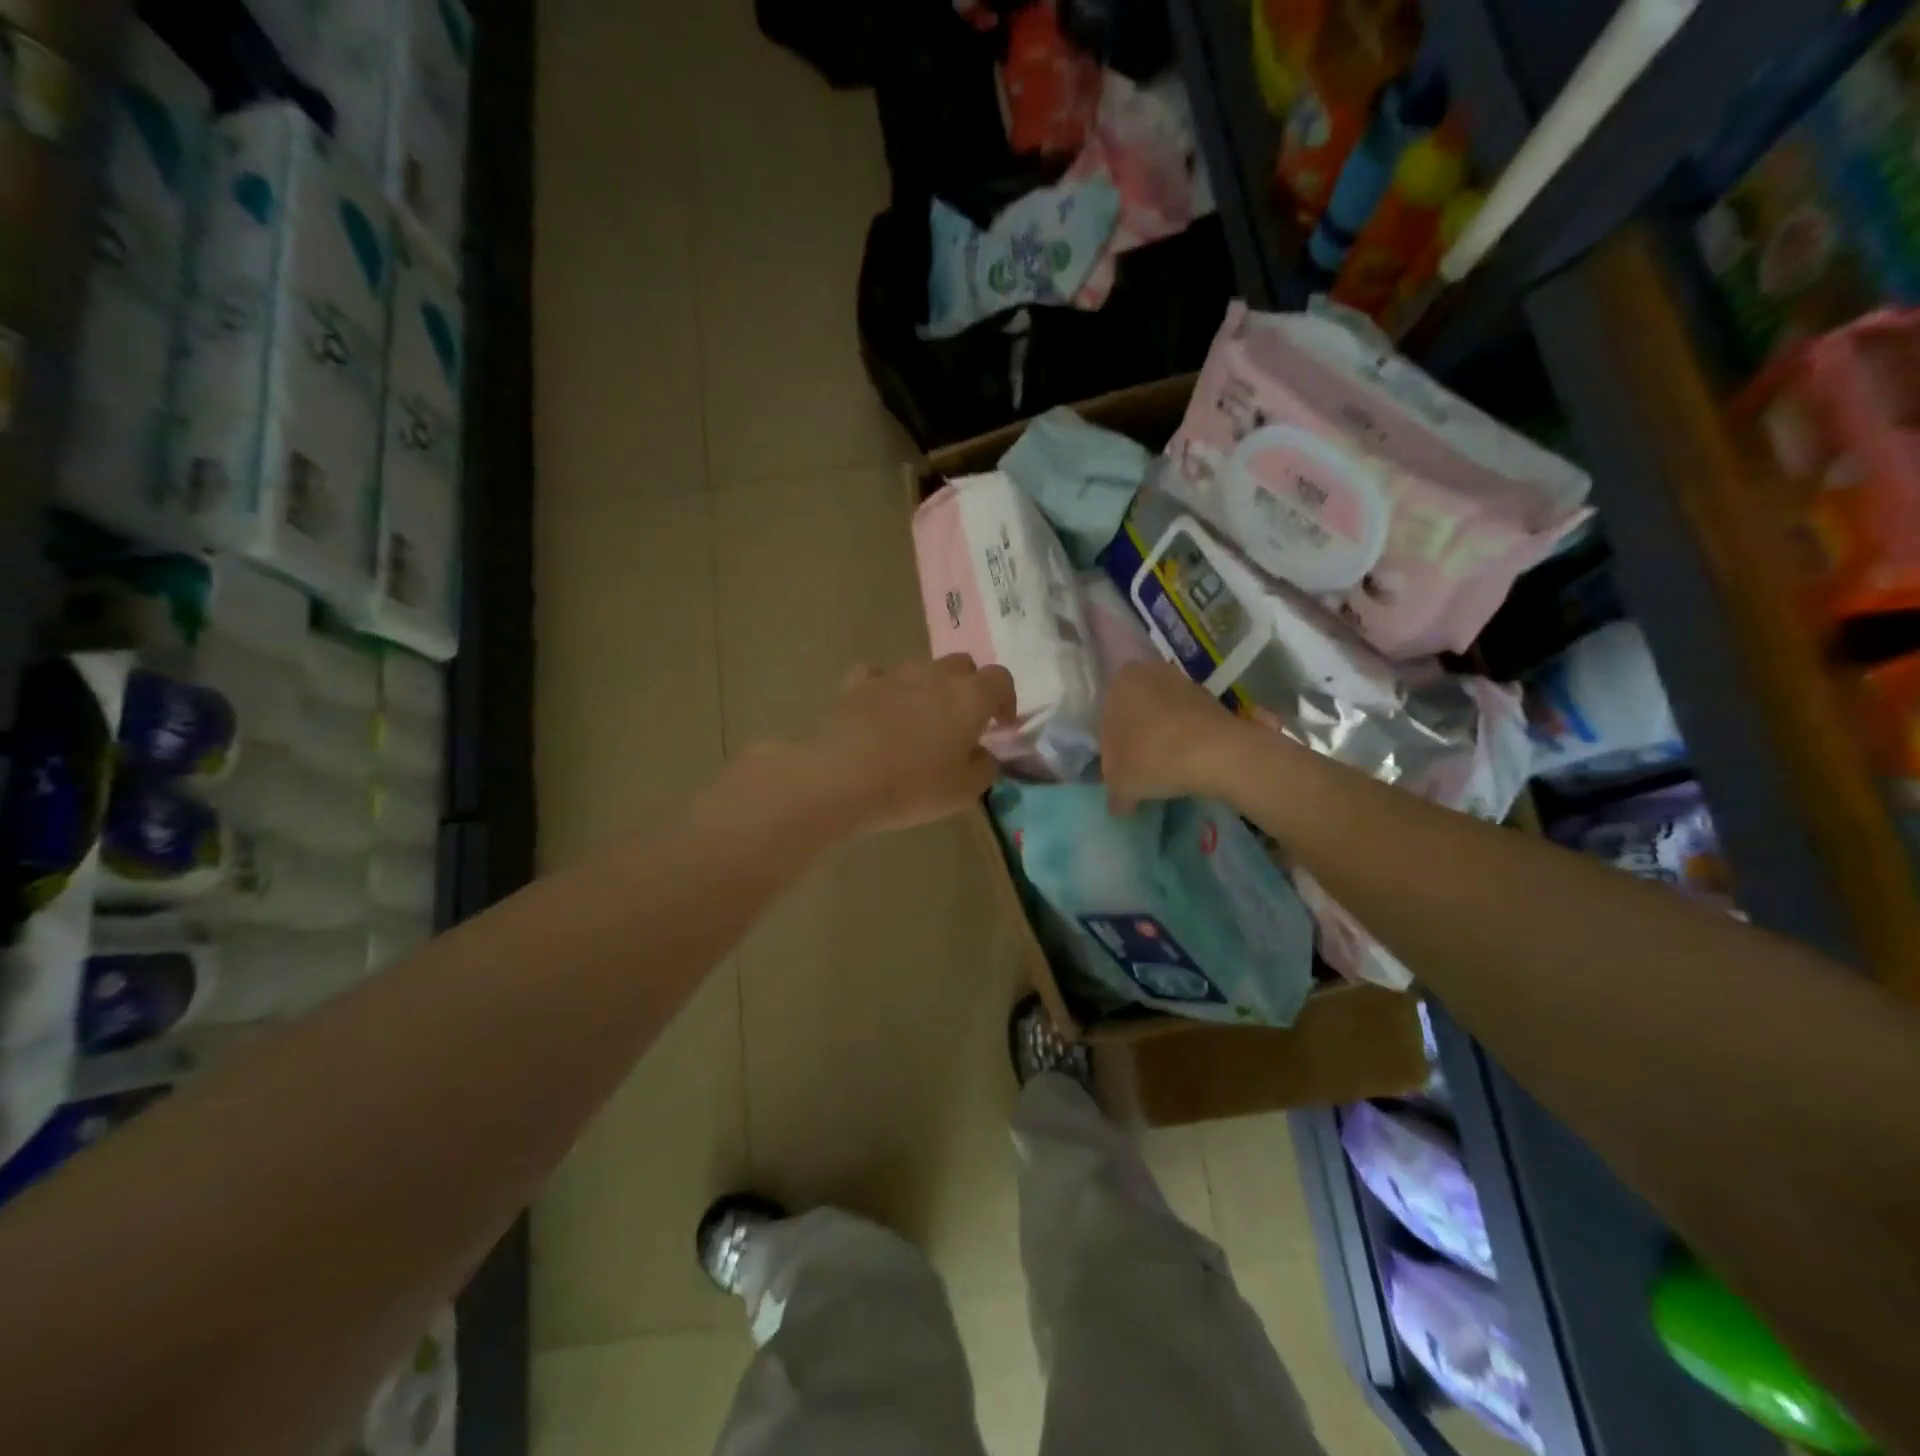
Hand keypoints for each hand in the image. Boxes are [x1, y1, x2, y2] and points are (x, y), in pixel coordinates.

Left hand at [802, 655, 1016, 835]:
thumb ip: (985, 766)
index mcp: (970, 696)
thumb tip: (982, 753)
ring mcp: (894, 675)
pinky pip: (877, 675)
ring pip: (920, 669)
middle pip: (962, 665)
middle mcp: (935, 675)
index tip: (1000, 724)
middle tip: (961, 721)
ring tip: (918, 720)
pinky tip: (879, 709)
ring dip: (927, 688)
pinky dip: (884, 688)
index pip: (1000, 678)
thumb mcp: (966, 790)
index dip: (1005, 699)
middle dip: (967, 687)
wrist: (843, 778)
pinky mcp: (858, 684)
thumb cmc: (915, 786)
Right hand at [1100, 660, 1242, 812]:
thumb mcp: (1119, 783)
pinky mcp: (1213, 699)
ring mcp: (1185, 683)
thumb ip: (1113, 791)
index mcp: (1119, 681)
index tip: (1118, 771)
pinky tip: (1187, 765)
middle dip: (1136, 740)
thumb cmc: (1151, 757)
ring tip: (1165, 772)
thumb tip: (1118, 802)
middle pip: (1136, 713)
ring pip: (1163, 716)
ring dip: (1162, 740)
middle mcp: (1150, 672)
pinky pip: (1189, 724)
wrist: (1215, 753)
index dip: (1110, 748)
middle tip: (1139, 772)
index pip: (1105, 717)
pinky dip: (1185, 741)